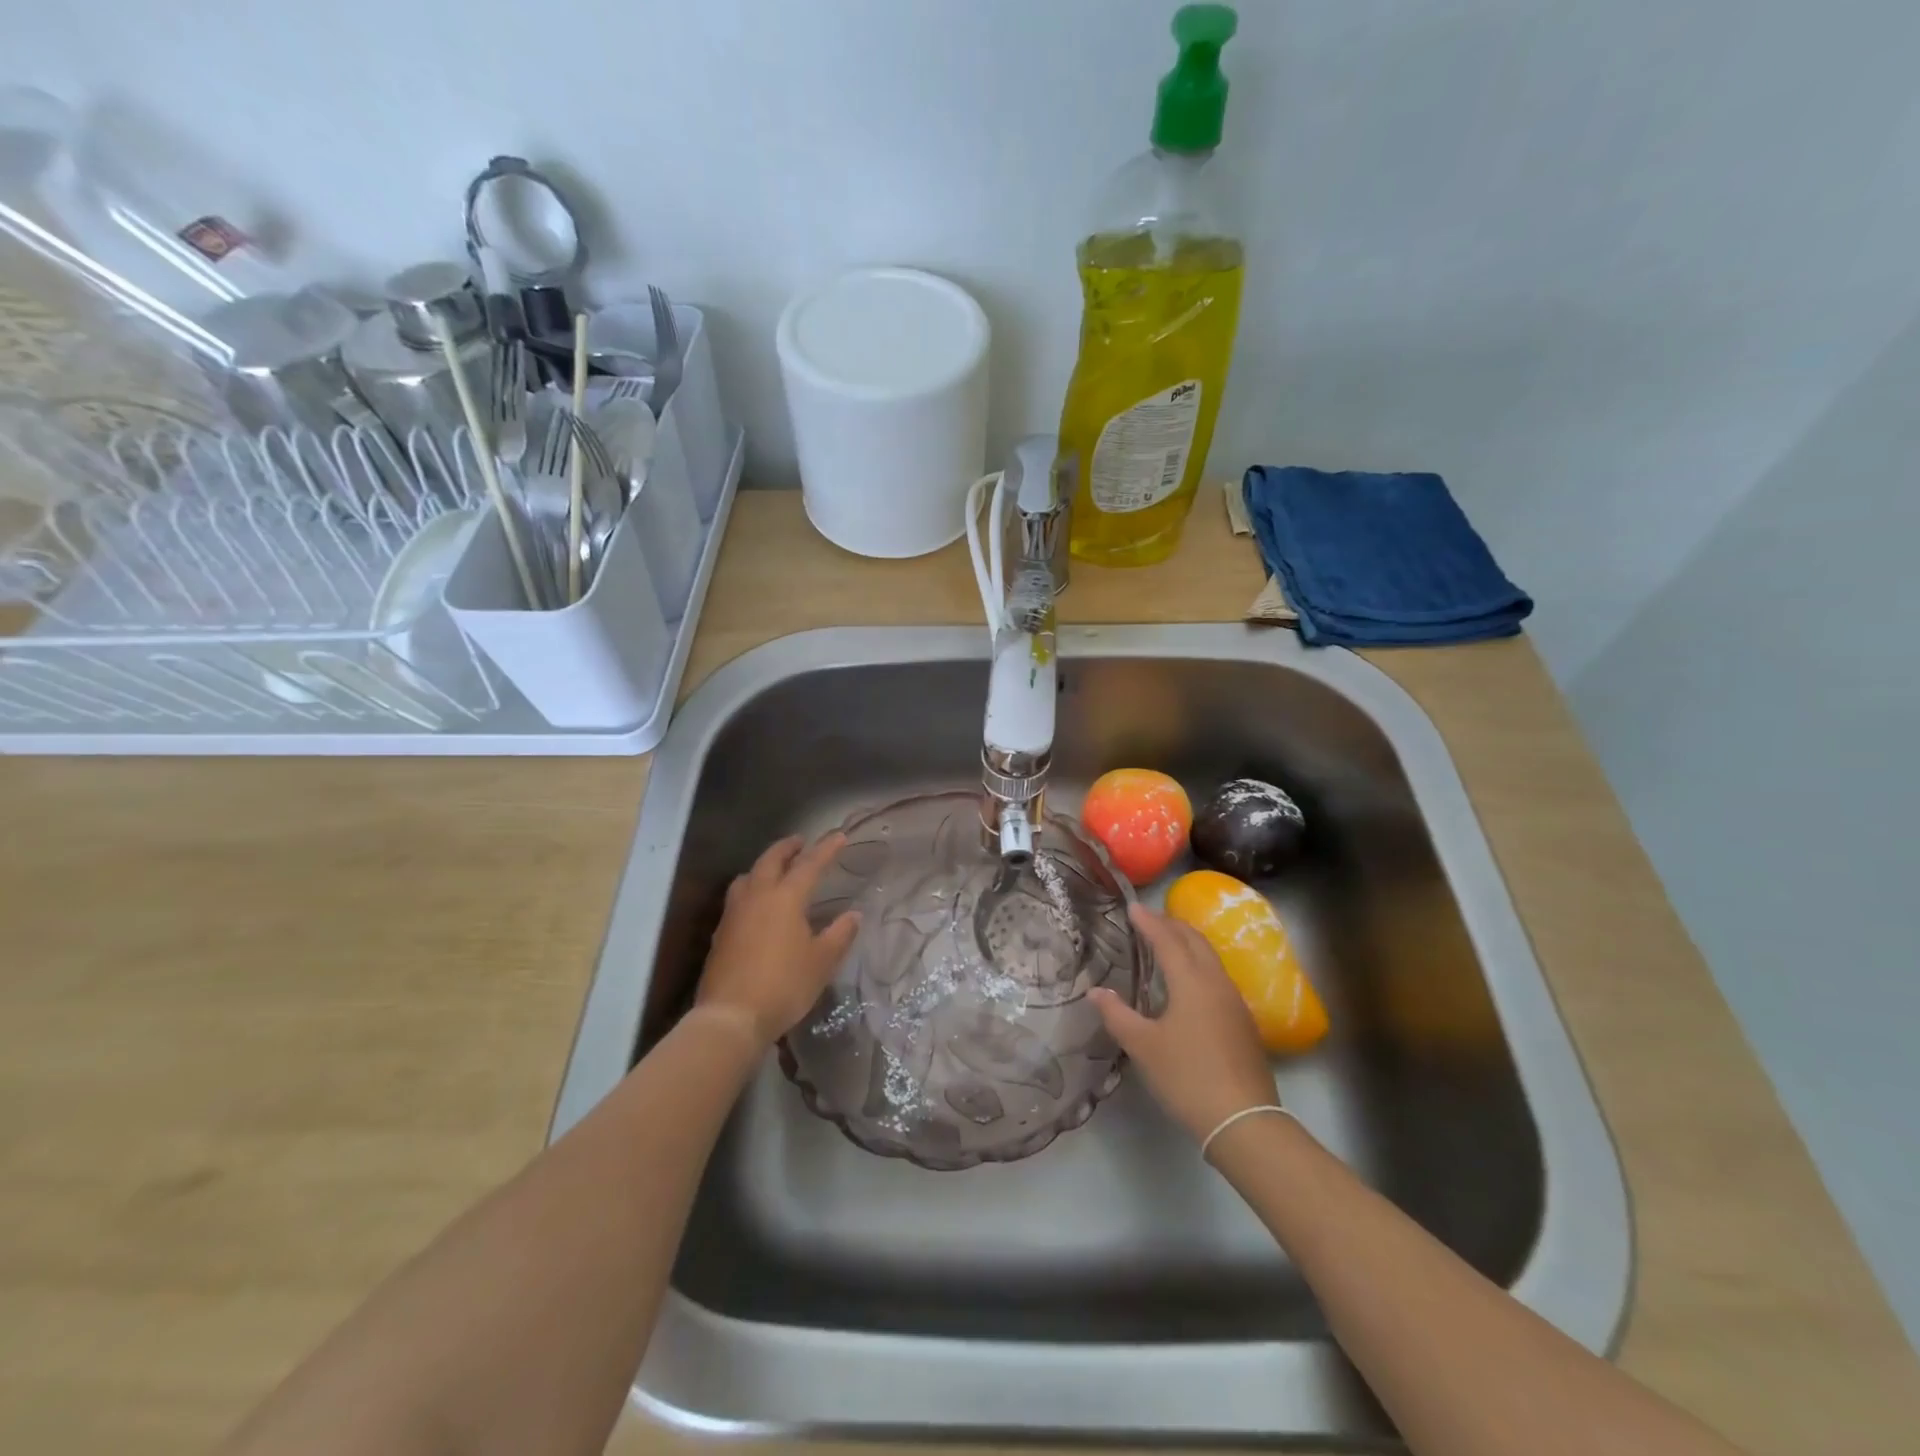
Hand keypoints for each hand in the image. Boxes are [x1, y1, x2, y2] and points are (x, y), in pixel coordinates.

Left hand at [694, 833, 860, 1048]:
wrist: (731, 1017)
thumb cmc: (784, 985)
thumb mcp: (822, 962)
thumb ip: (839, 934)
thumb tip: (853, 915)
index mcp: (786, 898)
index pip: (809, 865)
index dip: (826, 849)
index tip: (839, 836)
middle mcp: (757, 897)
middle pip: (770, 860)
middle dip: (787, 848)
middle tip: (800, 842)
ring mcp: (734, 914)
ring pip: (747, 876)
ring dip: (763, 866)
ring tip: (775, 869)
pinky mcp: (721, 933)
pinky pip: (737, 898)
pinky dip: (751, 889)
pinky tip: (756, 905)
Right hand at [1092, 904, 1277, 1143]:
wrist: (1244, 1120)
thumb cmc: (1187, 1077)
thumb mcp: (1143, 1046)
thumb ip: (1117, 1015)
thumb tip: (1095, 992)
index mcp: (1191, 982)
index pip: (1167, 940)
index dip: (1149, 922)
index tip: (1133, 907)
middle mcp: (1216, 983)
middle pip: (1195, 941)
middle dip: (1172, 925)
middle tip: (1149, 918)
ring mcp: (1234, 1002)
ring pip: (1210, 958)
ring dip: (1188, 943)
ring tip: (1168, 942)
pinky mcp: (1243, 1022)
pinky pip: (1217, 976)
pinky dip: (1199, 964)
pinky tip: (1189, 981)